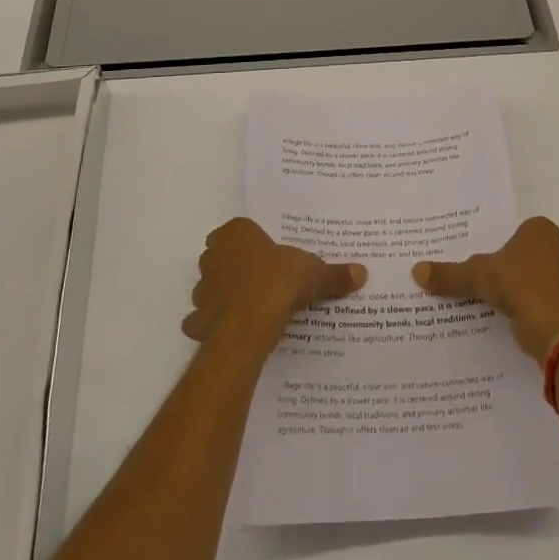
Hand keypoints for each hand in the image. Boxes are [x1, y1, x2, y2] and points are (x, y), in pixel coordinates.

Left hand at [182, 218, 366, 356]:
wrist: (247, 327)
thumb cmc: (277, 283)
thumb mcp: (312, 273)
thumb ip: (333, 273)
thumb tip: (361, 273)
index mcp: (236, 233)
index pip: (242, 230)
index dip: (256, 242)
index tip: (273, 255)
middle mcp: (213, 255)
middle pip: (224, 256)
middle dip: (239, 266)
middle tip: (266, 279)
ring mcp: (202, 288)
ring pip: (212, 287)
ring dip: (226, 294)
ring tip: (253, 306)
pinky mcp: (197, 321)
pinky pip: (204, 319)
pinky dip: (215, 324)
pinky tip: (235, 330)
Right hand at [413, 216, 558, 360]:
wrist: (554, 330)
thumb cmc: (518, 285)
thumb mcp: (476, 276)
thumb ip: (449, 274)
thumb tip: (416, 271)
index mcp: (541, 230)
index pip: (518, 229)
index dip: (501, 241)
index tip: (483, 254)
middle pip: (528, 253)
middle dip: (510, 264)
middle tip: (484, 274)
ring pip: (537, 277)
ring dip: (521, 287)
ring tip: (494, 298)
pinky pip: (543, 300)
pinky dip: (529, 306)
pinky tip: (509, 316)